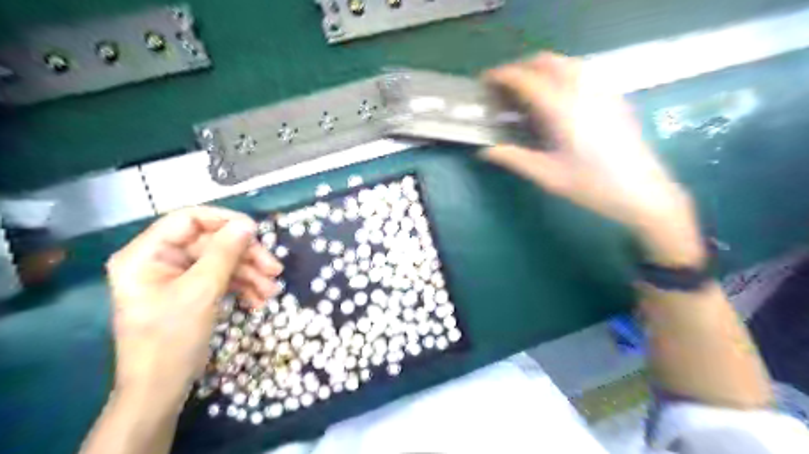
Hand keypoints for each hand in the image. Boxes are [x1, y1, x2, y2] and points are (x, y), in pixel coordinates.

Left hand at [106, 207, 283, 404]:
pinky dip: (241, 287)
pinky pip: (220, 279)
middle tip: (274, 268)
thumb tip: (247, 225)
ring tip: (271, 290)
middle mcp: (159, 260)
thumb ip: (225, 253)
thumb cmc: (172, 339)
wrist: (161, 390)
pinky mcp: (190, 292)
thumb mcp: (202, 292)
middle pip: (211, 243)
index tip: (256, 231)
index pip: (188, 219)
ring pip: (220, 262)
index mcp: (146, 254)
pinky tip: (259, 300)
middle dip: (245, 256)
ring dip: (249, 274)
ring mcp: (176, 277)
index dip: (224, 221)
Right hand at [482, 53, 705, 265]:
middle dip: (520, 68)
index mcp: (563, 110)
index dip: (502, 76)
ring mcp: (601, 91)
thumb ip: (514, 158)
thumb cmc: (593, 186)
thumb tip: (486, 151)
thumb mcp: (548, 176)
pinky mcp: (613, 97)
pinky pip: (582, 73)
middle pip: (546, 62)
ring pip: (566, 63)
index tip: (485, 82)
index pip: (527, 79)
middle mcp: (583, 91)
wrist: (643, 193)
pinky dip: (560, 74)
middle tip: (502, 88)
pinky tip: (555, 98)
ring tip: (525, 91)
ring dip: (541, 68)